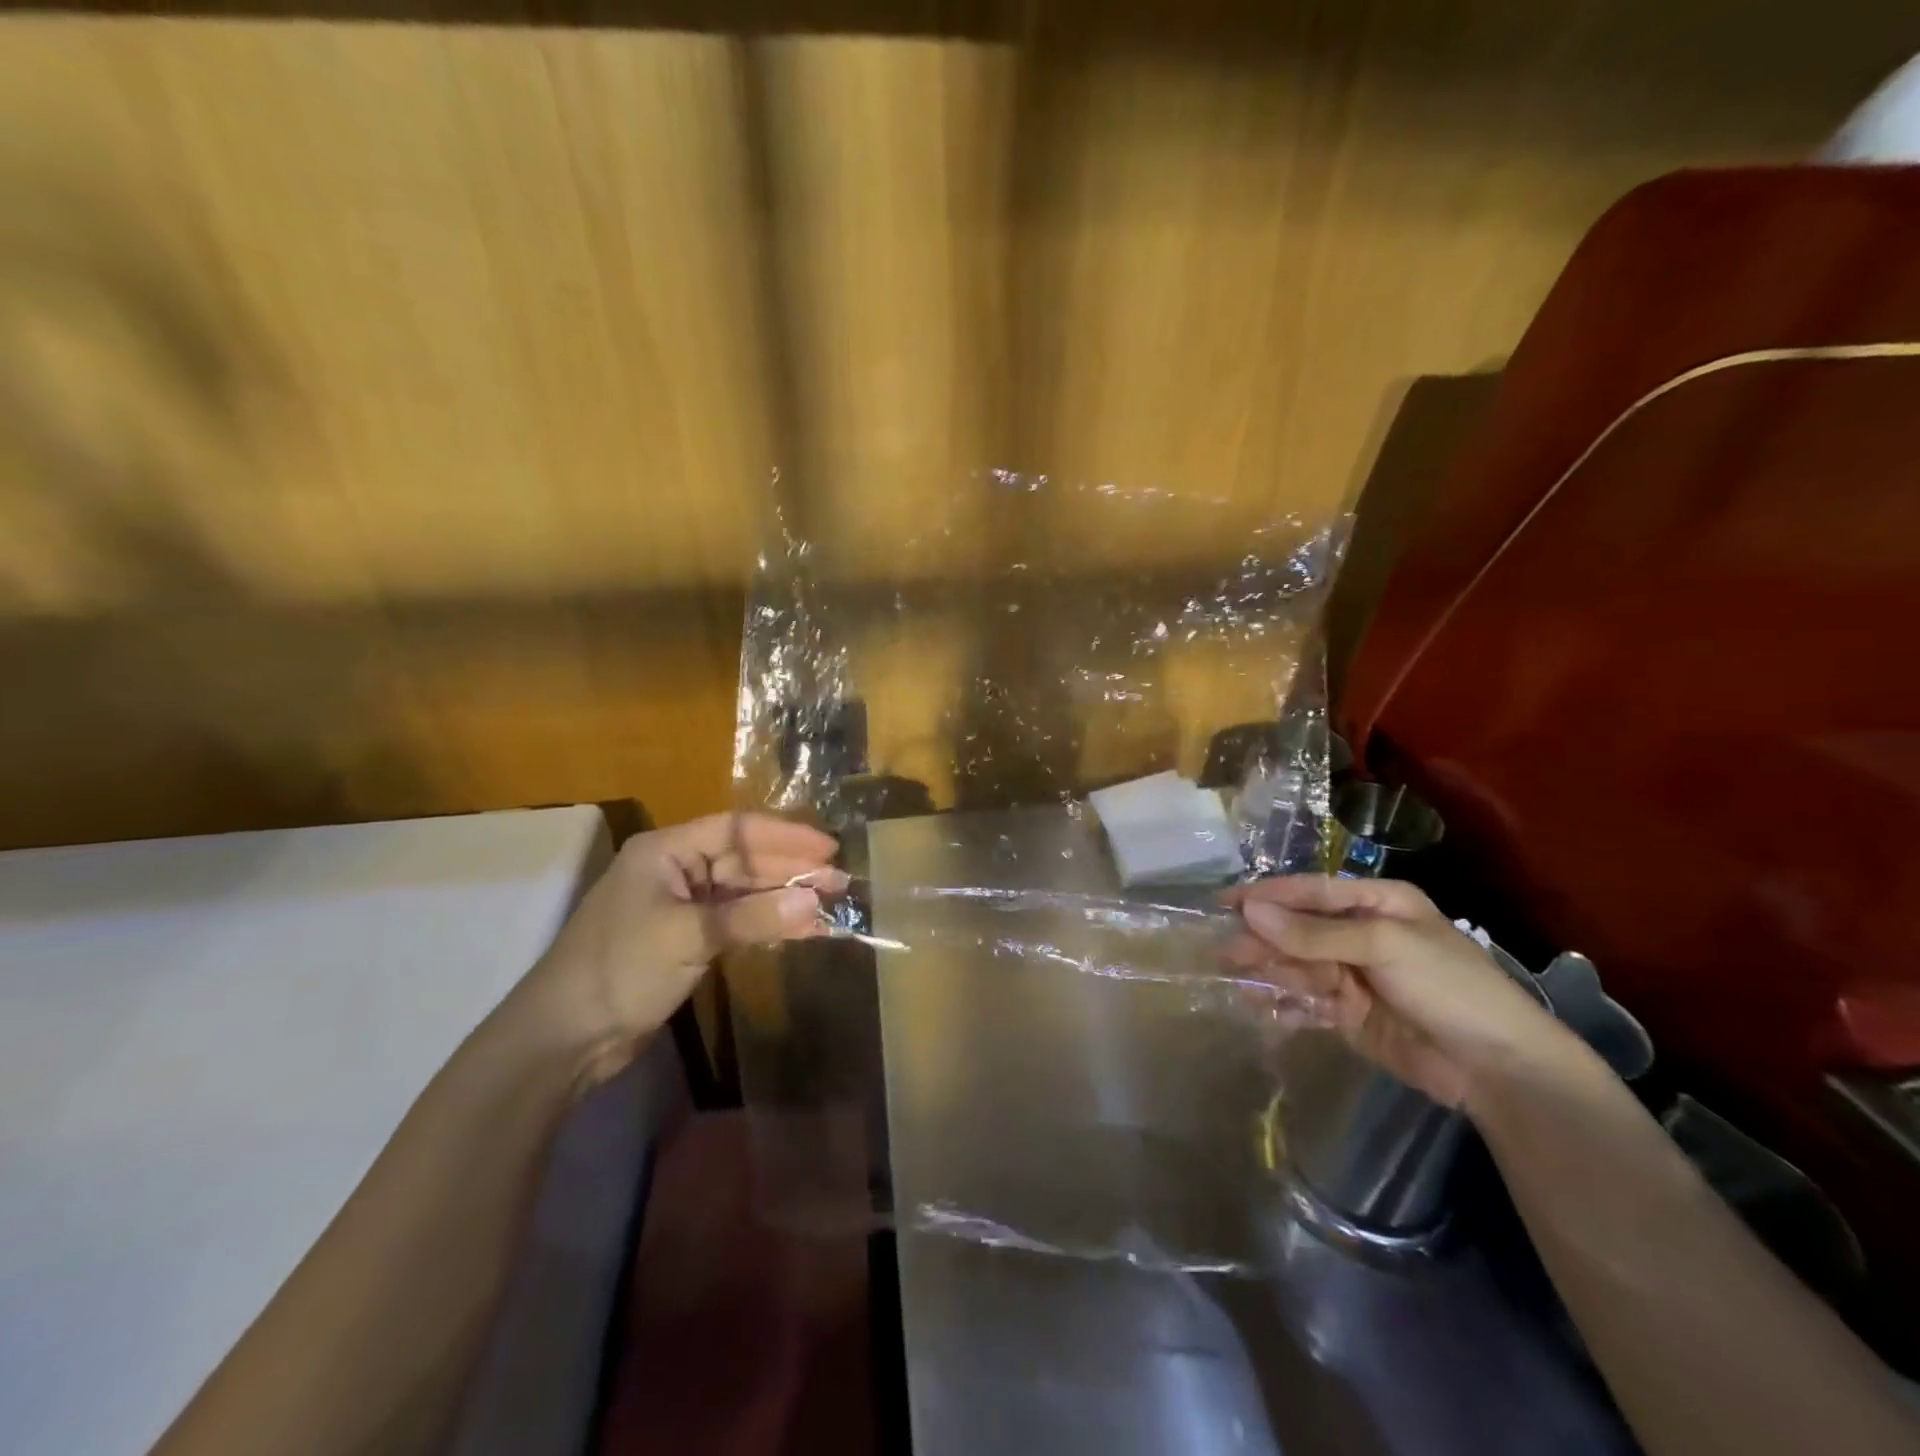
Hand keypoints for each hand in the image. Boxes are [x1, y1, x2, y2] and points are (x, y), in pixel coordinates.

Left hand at [518, 813, 842, 1080]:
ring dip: (785, 900)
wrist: (564, 1038)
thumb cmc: (621, 969)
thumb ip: (755, 916)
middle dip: (792, 871)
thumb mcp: (690, 936)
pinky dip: (768, 925)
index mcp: (666, 850)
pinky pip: (737, 921)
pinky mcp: (687, 939)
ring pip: (744, 893)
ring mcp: (682, 906)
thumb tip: (816, 900)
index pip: (737, 829)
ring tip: (831, 907)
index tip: (829, 851)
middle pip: (744, 860)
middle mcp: (676, 869)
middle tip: (840, 883)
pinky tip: (802, 931)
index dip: (786, 837)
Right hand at [1222, 875, 1592, 1110]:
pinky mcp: (1350, 1014)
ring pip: (1298, 966)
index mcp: (1377, 903)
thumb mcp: (1381, 946)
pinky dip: (1285, 1004)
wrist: (1498, 1068)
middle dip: (1264, 939)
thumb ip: (1312, 933)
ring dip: (1269, 972)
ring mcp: (1355, 975)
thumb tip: (1249, 911)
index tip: (1224, 901)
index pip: (1310, 892)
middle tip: (1225, 951)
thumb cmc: (1447, 986)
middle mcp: (1361, 933)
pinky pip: (1307, 1001)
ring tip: (1236, 979)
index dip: (1267, 895)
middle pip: (1299, 930)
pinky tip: (1263, 1008)